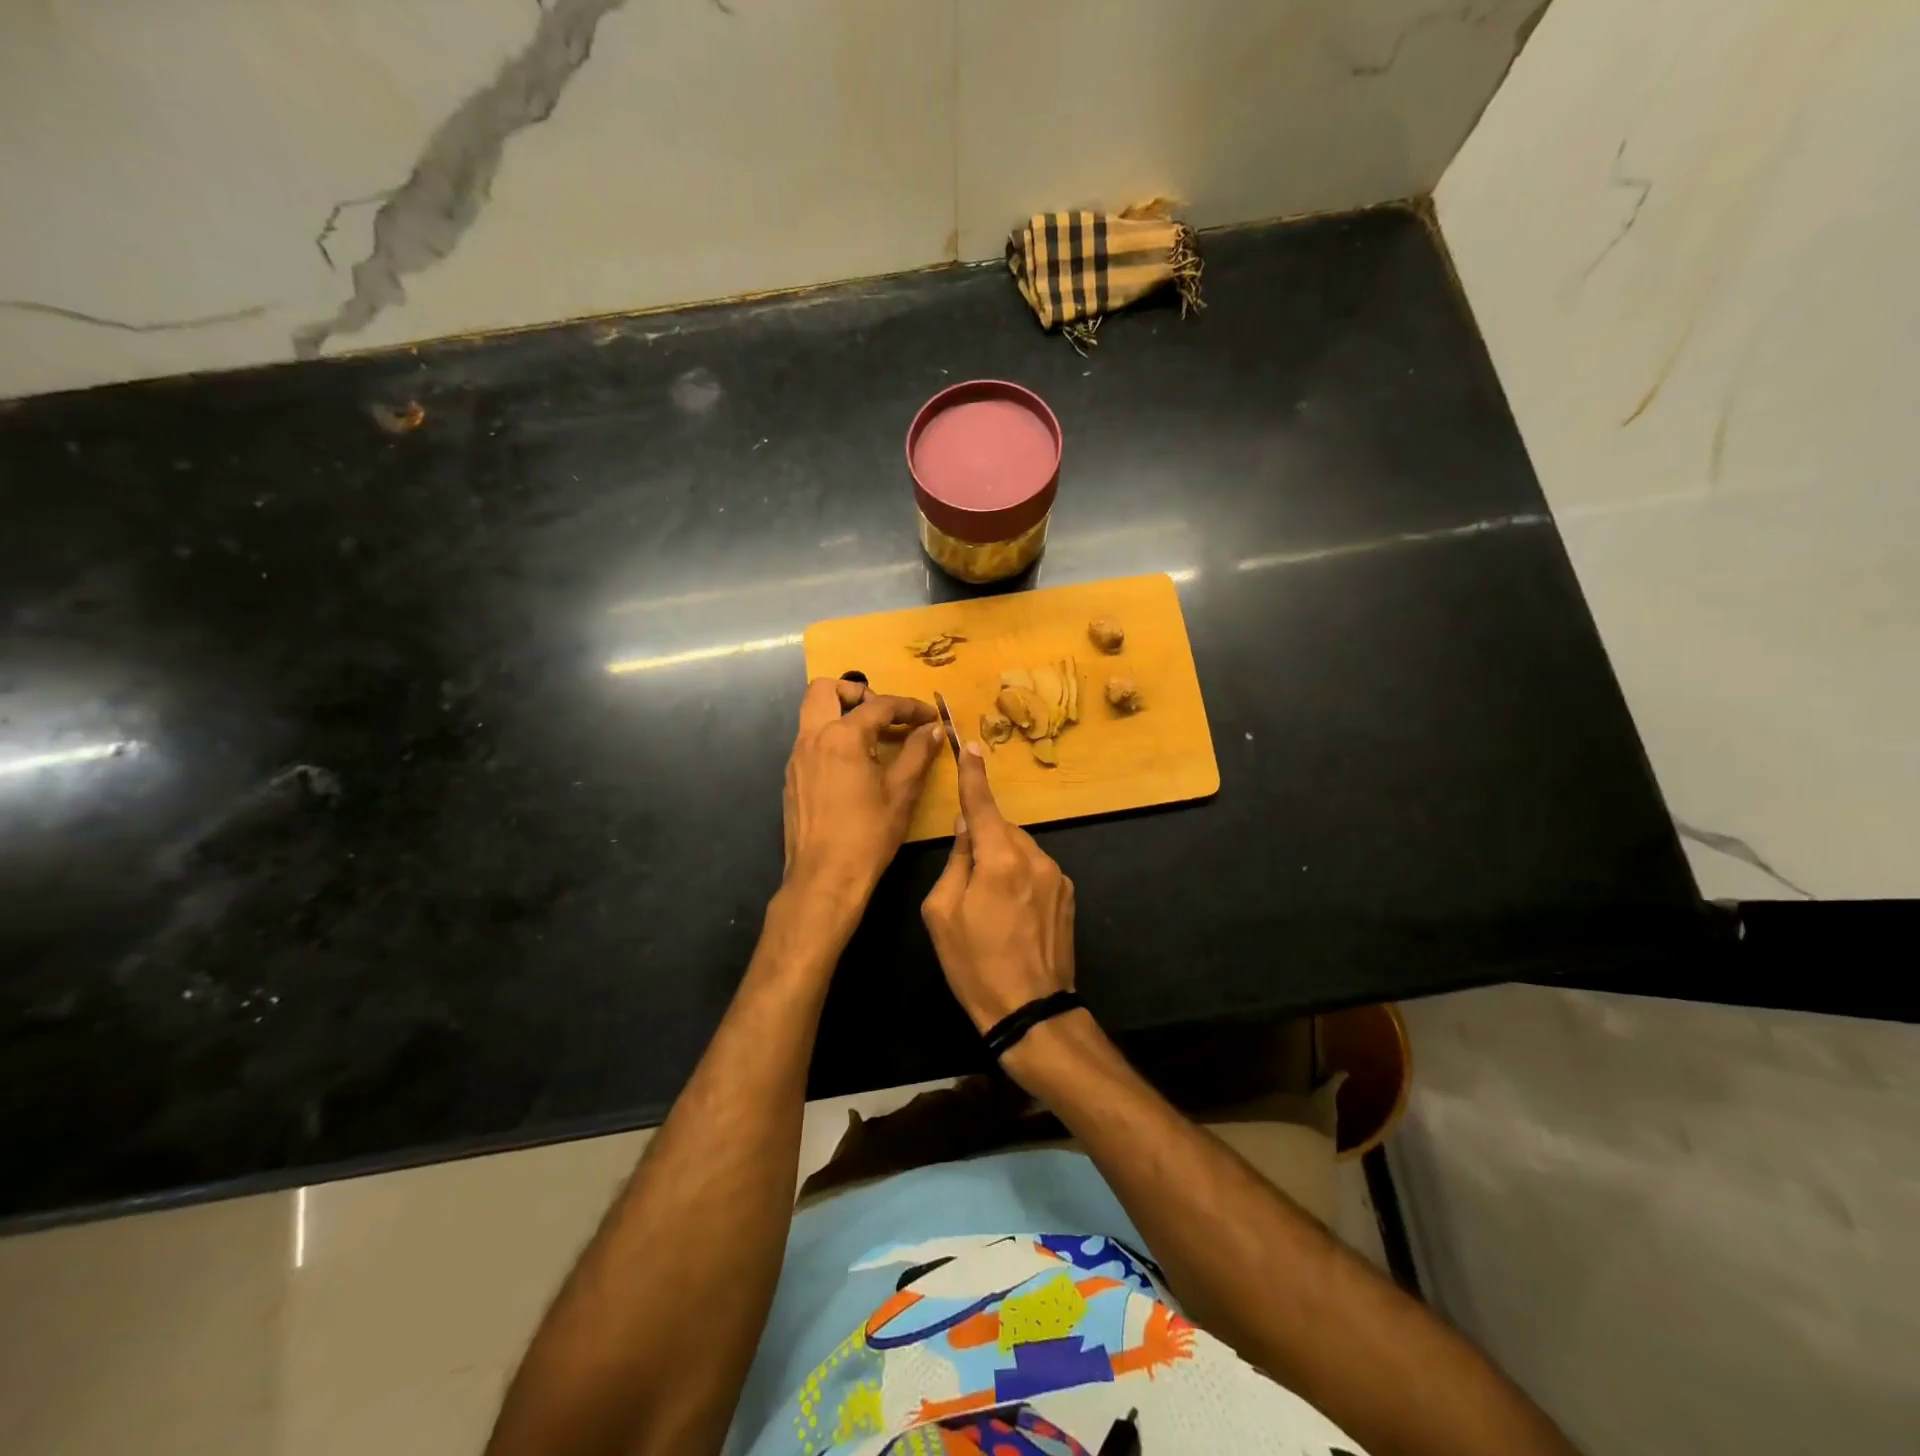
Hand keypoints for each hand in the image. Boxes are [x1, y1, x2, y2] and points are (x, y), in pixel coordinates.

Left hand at [783, 678, 941, 912]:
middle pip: (825, 689)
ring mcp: (796, 758)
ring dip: (842, 714)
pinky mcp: (791, 779)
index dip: (909, 707)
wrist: (824, 878)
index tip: (930, 717)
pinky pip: (809, 741)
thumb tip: (933, 729)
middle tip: (883, 714)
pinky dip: (831, 739)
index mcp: (842, 737)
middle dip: (856, 691)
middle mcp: (812, 738)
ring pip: (812, 714)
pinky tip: (854, 767)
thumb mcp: (902, 792)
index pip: (879, 705)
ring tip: (872, 740)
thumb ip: (918, 753)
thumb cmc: (868, 834)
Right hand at [921, 739, 1075, 1032]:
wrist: (1030, 1010)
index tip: (971, 745)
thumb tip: (967, 828)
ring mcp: (1057, 876)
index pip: (984, 805)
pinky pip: (1036, 870)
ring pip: (1020, 850)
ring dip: (1003, 862)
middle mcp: (1035, 858)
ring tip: (991, 907)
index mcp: (1000, 859)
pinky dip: (1020, 878)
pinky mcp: (1068, 895)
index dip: (974, 775)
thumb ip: (955, 861)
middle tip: (967, 882)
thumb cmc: (975, 964)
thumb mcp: (942, 913)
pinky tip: (1013, 915)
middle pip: (1002, 830)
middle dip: (983, 841)